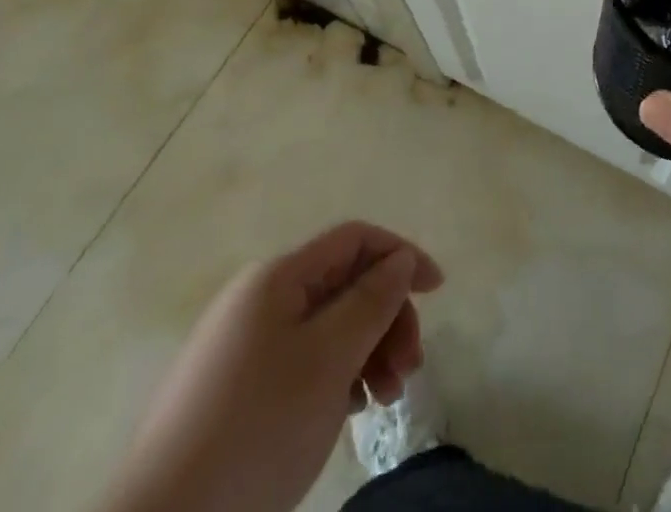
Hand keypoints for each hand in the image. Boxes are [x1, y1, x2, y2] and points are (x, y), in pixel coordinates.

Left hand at [102, 222, 443, 511]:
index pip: (354, 239)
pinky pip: (302, 361)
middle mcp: (258, 299)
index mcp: (276, 278)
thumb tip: (400, 260)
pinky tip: (351, 411)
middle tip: (410, 368)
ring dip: (367, 351)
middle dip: (386, 317)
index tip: (437, 291)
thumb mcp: (329, 360)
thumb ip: (372, 301)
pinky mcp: (233, 391)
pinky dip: (336, 377)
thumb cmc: (257, 431)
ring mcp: (242, 346)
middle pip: (343, 285)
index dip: (401, 254)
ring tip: (385, 400)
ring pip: (326, 327)